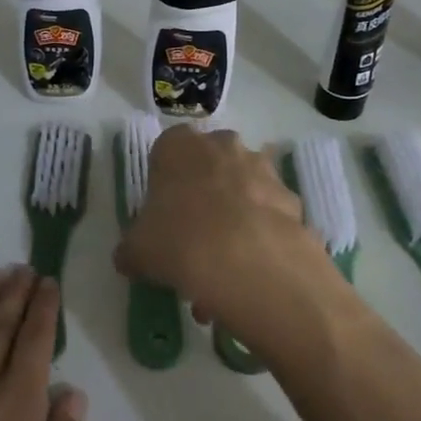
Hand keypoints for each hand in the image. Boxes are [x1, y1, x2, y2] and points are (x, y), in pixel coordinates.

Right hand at [113, 127, 353, 355]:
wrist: (251, 263)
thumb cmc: (180, 240)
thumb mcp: (137, 250)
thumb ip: (131, 249)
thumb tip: (128, 258)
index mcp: (179, 145)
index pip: (166, 151)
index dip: (163, 184)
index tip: (162, 216)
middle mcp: (223, 146)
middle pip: (209, 168)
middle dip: (203, 199)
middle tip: (192, 240)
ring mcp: (263, 170)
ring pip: (241, 192)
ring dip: (233, 221)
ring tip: (222, 271)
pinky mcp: (292, 200)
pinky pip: (269, 217)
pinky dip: (260, 239)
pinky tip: (249, 275)